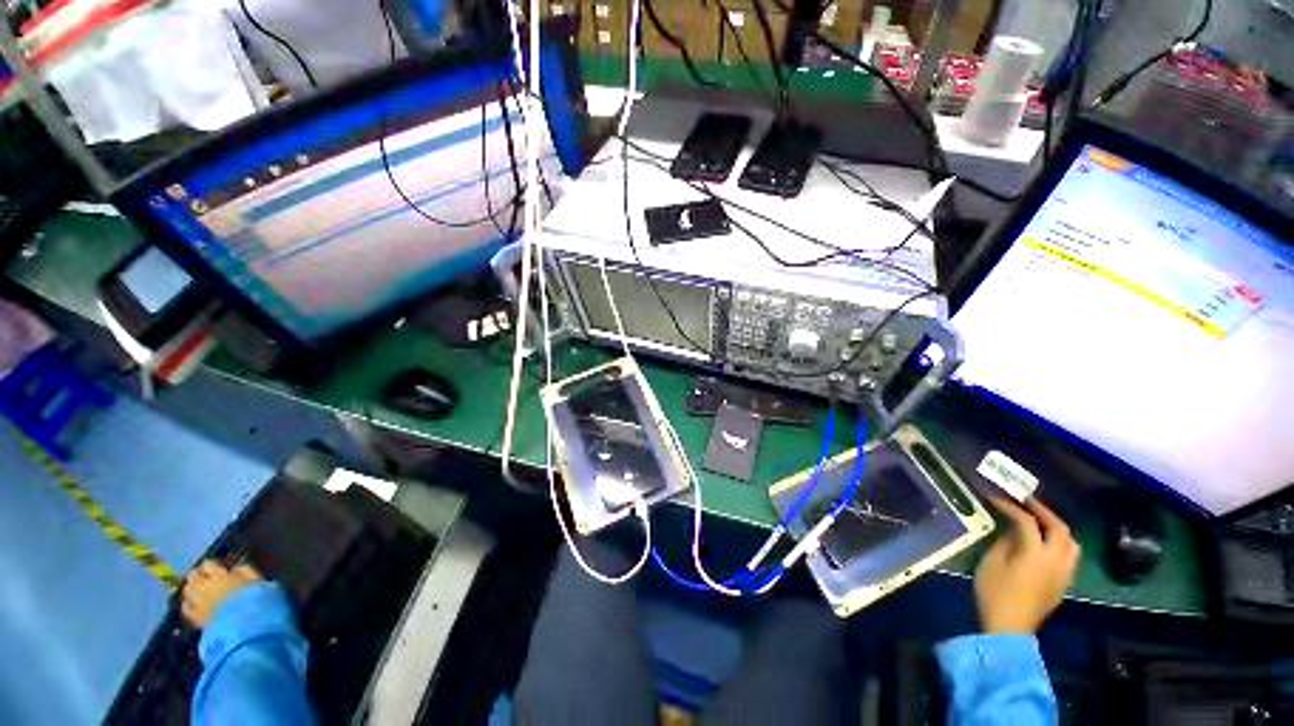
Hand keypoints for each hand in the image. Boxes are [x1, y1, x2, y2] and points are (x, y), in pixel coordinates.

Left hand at [181, 559, 262, 629]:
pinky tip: (196, 606)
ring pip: (186, 591)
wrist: (247, 629)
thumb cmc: (257, 601)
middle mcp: (204, 587)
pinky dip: (189, 604)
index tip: (220, 566)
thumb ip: (246, 571)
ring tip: (201, 590)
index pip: (208, 564)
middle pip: (192, 576)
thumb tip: (237, 566)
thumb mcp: (259, 581)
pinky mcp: (195, 619)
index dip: (212, 564)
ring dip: (192, 589)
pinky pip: (186, 608)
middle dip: (198, 575)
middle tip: (208, 578)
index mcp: (220, 576)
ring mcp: (197, 604)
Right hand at [974, 497, 1079, 634]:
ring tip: (1040, 520)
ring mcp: (1064, 573)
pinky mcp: (1063, 583)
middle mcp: (1056, 561)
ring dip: (1057, 527)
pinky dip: (1060, 542)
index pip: (1028, 522)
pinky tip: (1045, 543)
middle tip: (1026, 501)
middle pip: (1060, 529)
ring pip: (1071, 543)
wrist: (1009, 627)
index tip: (996, 498)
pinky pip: (1070, 556)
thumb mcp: (991, 563)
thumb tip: (1011, 529)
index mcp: (1035, 554)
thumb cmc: (994, 592)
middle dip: (1043, 512)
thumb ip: (1004, 542)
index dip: (1012, 507)